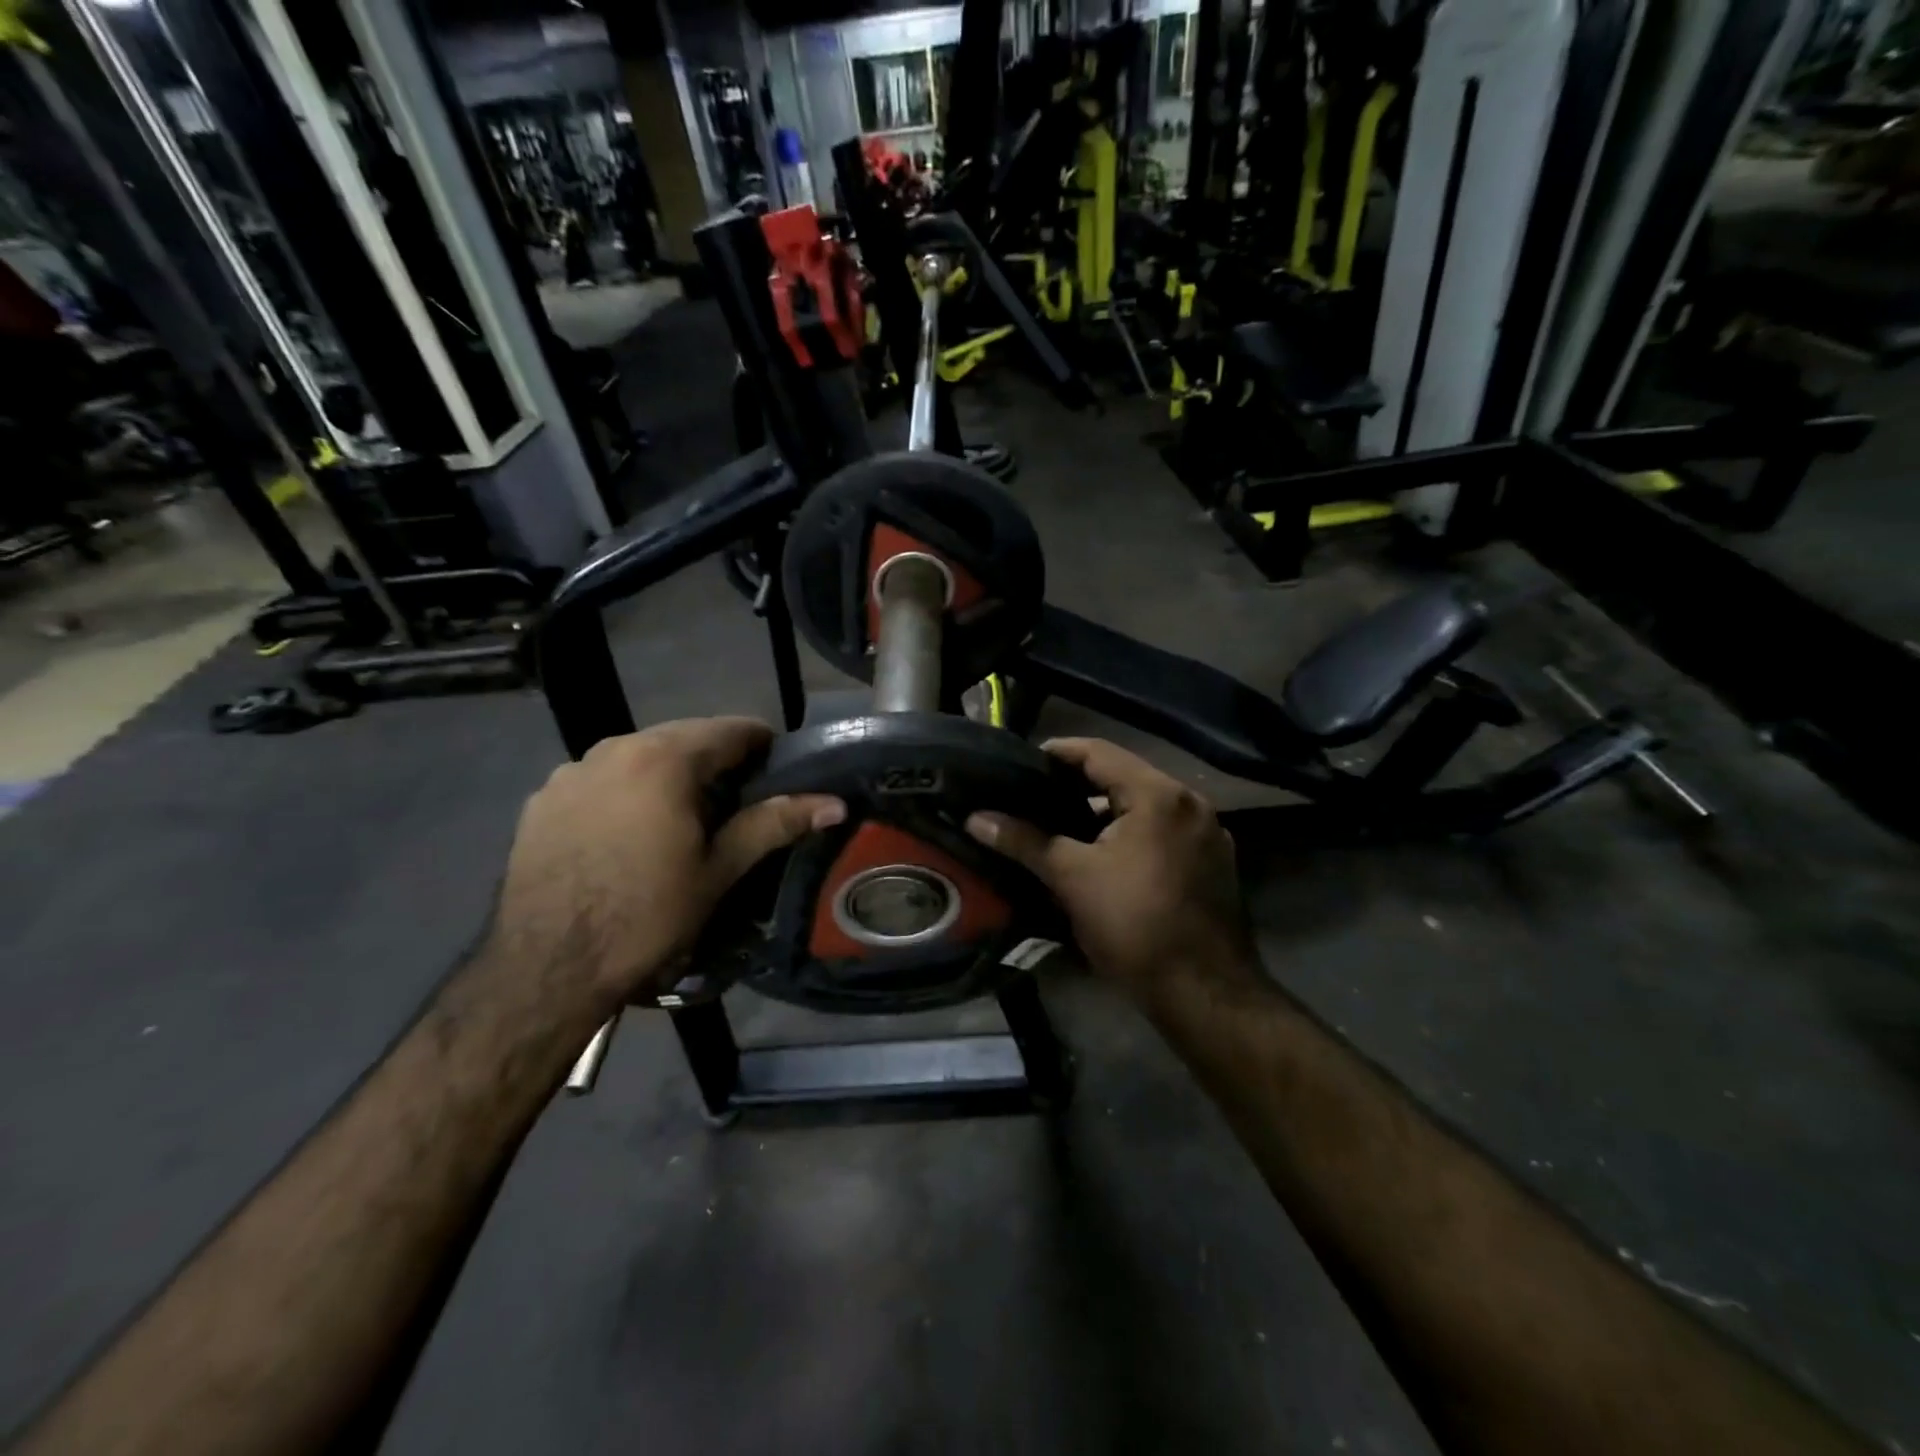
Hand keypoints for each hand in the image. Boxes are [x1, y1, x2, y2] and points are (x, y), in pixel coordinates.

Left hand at [491, 718, 842, 1015]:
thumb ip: (775, 824)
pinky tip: (626, 835)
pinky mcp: (541, 799)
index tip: (778, 772)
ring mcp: (570, 772)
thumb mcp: (720, 869)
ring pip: (637, 756)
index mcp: (664, 758)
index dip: (762, 746)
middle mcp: (614, 748)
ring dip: (667, 774)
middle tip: (735, 803)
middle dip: (714, 761)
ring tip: (680, 820)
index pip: (730, 729)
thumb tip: (834, 802)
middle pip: (682, 737)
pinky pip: (599, 780)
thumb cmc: (647, 914)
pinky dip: (624, 792)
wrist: (546, 967)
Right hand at [966, 738, 1257, 1005]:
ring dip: (1104, 813)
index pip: (1099, 752)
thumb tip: (976, 818)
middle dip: (1076, 785)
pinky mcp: (1213, 863)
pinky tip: (1101, 855)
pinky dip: (1130, 834)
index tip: (1020, 762)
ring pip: (1144, 807)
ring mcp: (1208, 834)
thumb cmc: (1134, 926)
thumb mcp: (1072, 879)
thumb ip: (1024, 841)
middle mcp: (1190, 803)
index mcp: (1159, 795)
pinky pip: (1162, 832)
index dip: (1056, 753)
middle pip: (1123, 777)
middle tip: (1033, 796)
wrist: (1204, 994)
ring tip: (1060, 826)